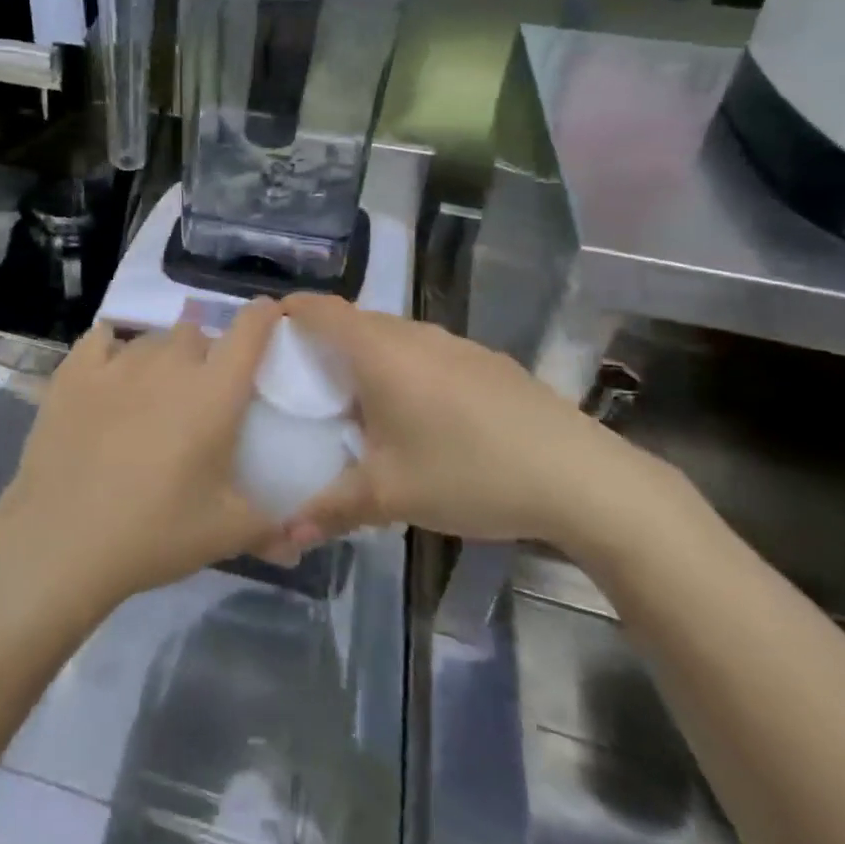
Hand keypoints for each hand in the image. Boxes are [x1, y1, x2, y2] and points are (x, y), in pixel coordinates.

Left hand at [0, 299, 284, 606]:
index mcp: (214, 391)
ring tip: (152, 395)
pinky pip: (99, 339)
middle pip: (196, 334)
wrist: (62, 539)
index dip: (264, 316)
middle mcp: (169, 363)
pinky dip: (110, 350)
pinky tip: (108, 374)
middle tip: (200, 395)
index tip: (269, 318)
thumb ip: (270, 527)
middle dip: (205, 354)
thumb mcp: (225, 533)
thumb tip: (298, 542)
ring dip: (161, 358)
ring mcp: (117, 363)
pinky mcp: (73, 372)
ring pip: (150, 340)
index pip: (250, 330)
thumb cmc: (155, 532)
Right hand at [281, 295, 641, 549]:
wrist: (580, 477)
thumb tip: (281, 534)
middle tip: (299, 384)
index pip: (319, 309)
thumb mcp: (390, 495)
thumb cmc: (468, 472)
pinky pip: (426, 352)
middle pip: (353, 321)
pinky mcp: (487, 362)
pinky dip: (403, 369)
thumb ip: (330, 508)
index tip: (264, 336)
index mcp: (379, 351)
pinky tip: (417, 417)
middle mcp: (414, 334)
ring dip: (366, 359)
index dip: (287, 312)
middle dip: (322, 343)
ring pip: (393, 337)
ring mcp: (456, 344)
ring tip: (354, 404)